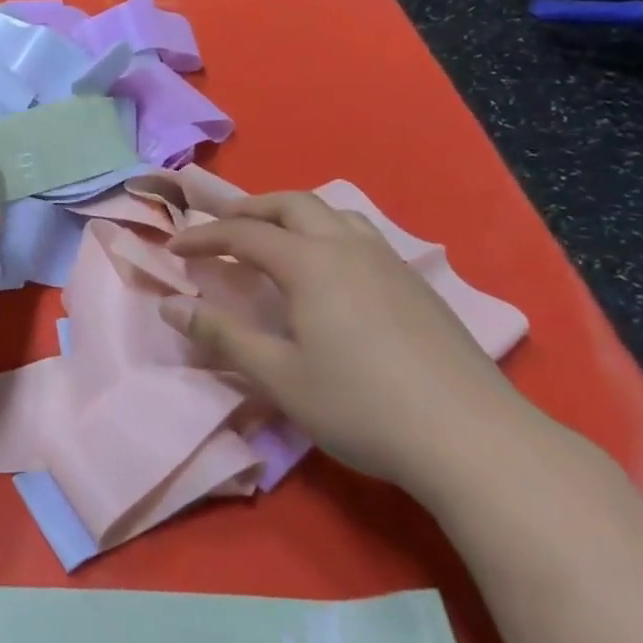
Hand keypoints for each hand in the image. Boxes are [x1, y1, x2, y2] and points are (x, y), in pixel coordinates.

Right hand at [160, 191, 530, 493]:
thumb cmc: (362, 406)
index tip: (173, 247)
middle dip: (249, 208)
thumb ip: (221, 336)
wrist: (473, 439)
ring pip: (333, 213)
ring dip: (292, 214)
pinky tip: (329, 270)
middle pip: (292, 204)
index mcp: (310, 263)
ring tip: (273, 236)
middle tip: (220, 226)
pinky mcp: (416, 284)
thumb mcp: (279, 376)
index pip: (243, 233)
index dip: (203, 236)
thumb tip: (170, 306)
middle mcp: (347, 248)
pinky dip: (326, 232)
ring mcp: (389, 262)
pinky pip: (360, 235)